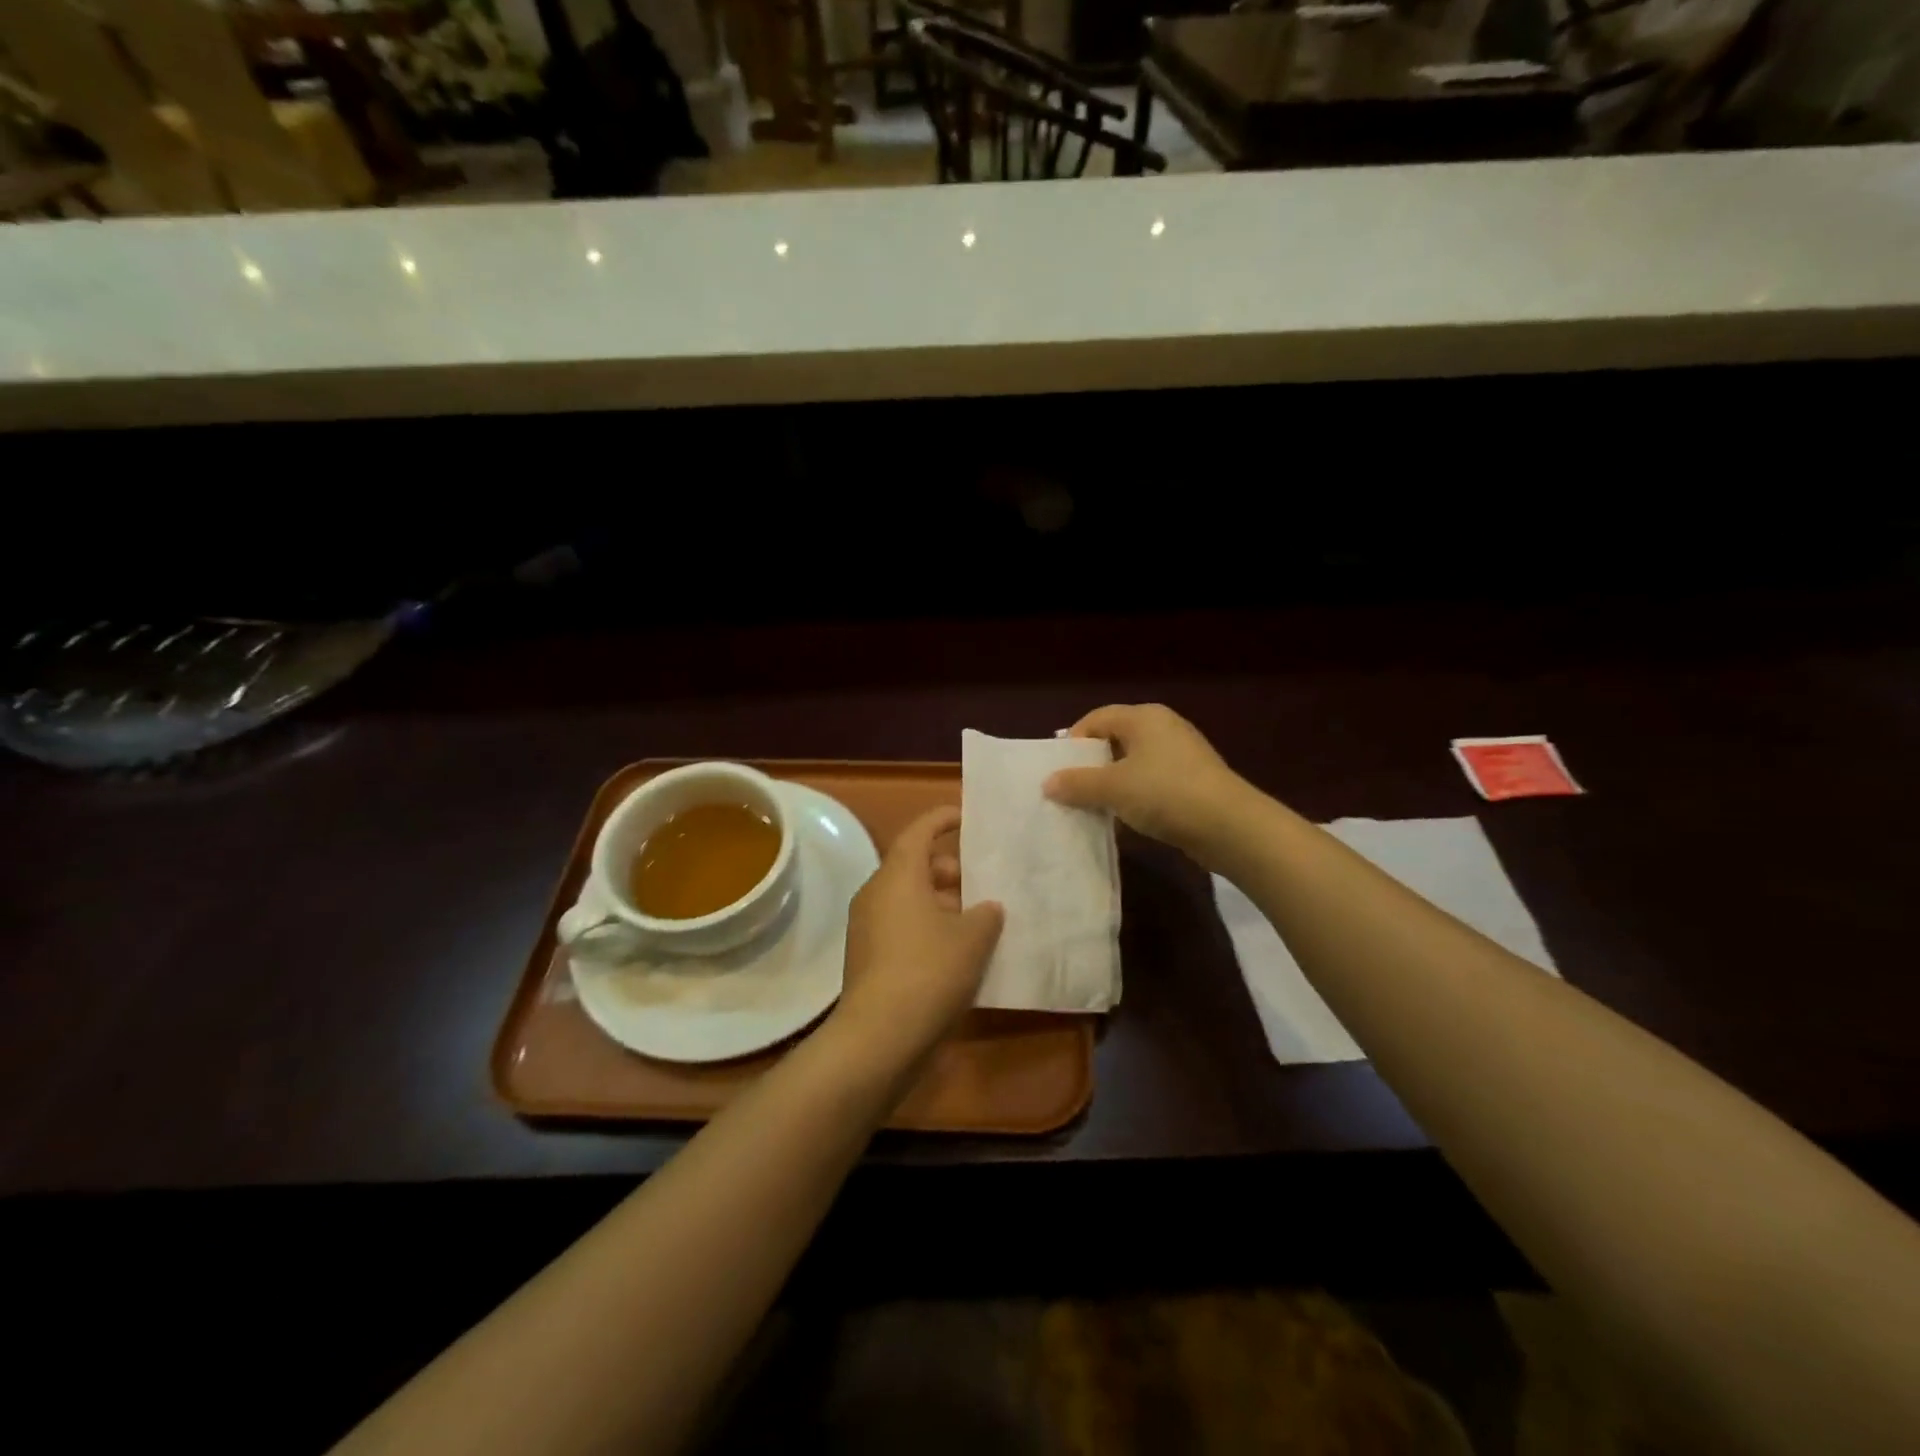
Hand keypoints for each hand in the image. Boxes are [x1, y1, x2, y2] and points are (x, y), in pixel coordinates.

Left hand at [831, 806, 1003, 1073]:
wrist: (880, 1036)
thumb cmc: (929, 971)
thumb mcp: (972, 938)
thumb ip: (986, 914)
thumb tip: (987, 907)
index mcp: (898, 875)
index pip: (919, 831)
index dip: (943, 819)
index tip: (966, 817)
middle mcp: (876, 893)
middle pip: (914, 866)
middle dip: (949, 869)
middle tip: (982, 880)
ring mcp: (867, 926)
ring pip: (908, 898)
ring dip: (941, 902)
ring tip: (978, 917)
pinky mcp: (867, 956)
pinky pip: (901, 925)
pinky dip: (928, 926)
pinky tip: (957, 950)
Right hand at [1043, 703, 1253, 868]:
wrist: (1230, 827)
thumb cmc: (1165, 794)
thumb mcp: (1114, 788)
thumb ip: (1077, 783)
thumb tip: (1048, 783)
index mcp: (1144, 717)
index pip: (1096, 719)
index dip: (1073, 742)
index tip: (1058, 771)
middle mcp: (1163, 728)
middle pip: (1114, 740)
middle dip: (1091, 766)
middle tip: (1071, 791)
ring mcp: (1181, 755)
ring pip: (1133, 764)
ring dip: (1111, 785)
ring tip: (1093, 809)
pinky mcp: (1192, 782)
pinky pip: (1151, 783)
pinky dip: (1134, 798)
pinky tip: (1124, 820)